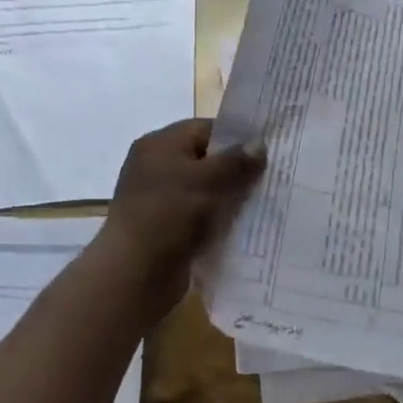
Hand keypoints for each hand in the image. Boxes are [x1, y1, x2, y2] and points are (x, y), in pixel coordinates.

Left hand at [97, 118, 264, 314]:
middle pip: (205, 159)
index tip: (266, 152)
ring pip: (203, 189)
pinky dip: (216, 219)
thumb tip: (259, 144)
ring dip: (228, 197)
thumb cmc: (169, 214)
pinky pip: (197, 214)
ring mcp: (158, 198)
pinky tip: (240, 227)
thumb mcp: (207, 181)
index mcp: (160, 144)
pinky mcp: (164, 226)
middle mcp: (156, 166)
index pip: (205, 129)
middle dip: (235, 169)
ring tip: (261, 203)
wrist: (134, 274)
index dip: (236, 138)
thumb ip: (236, 161)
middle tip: (269, 179)